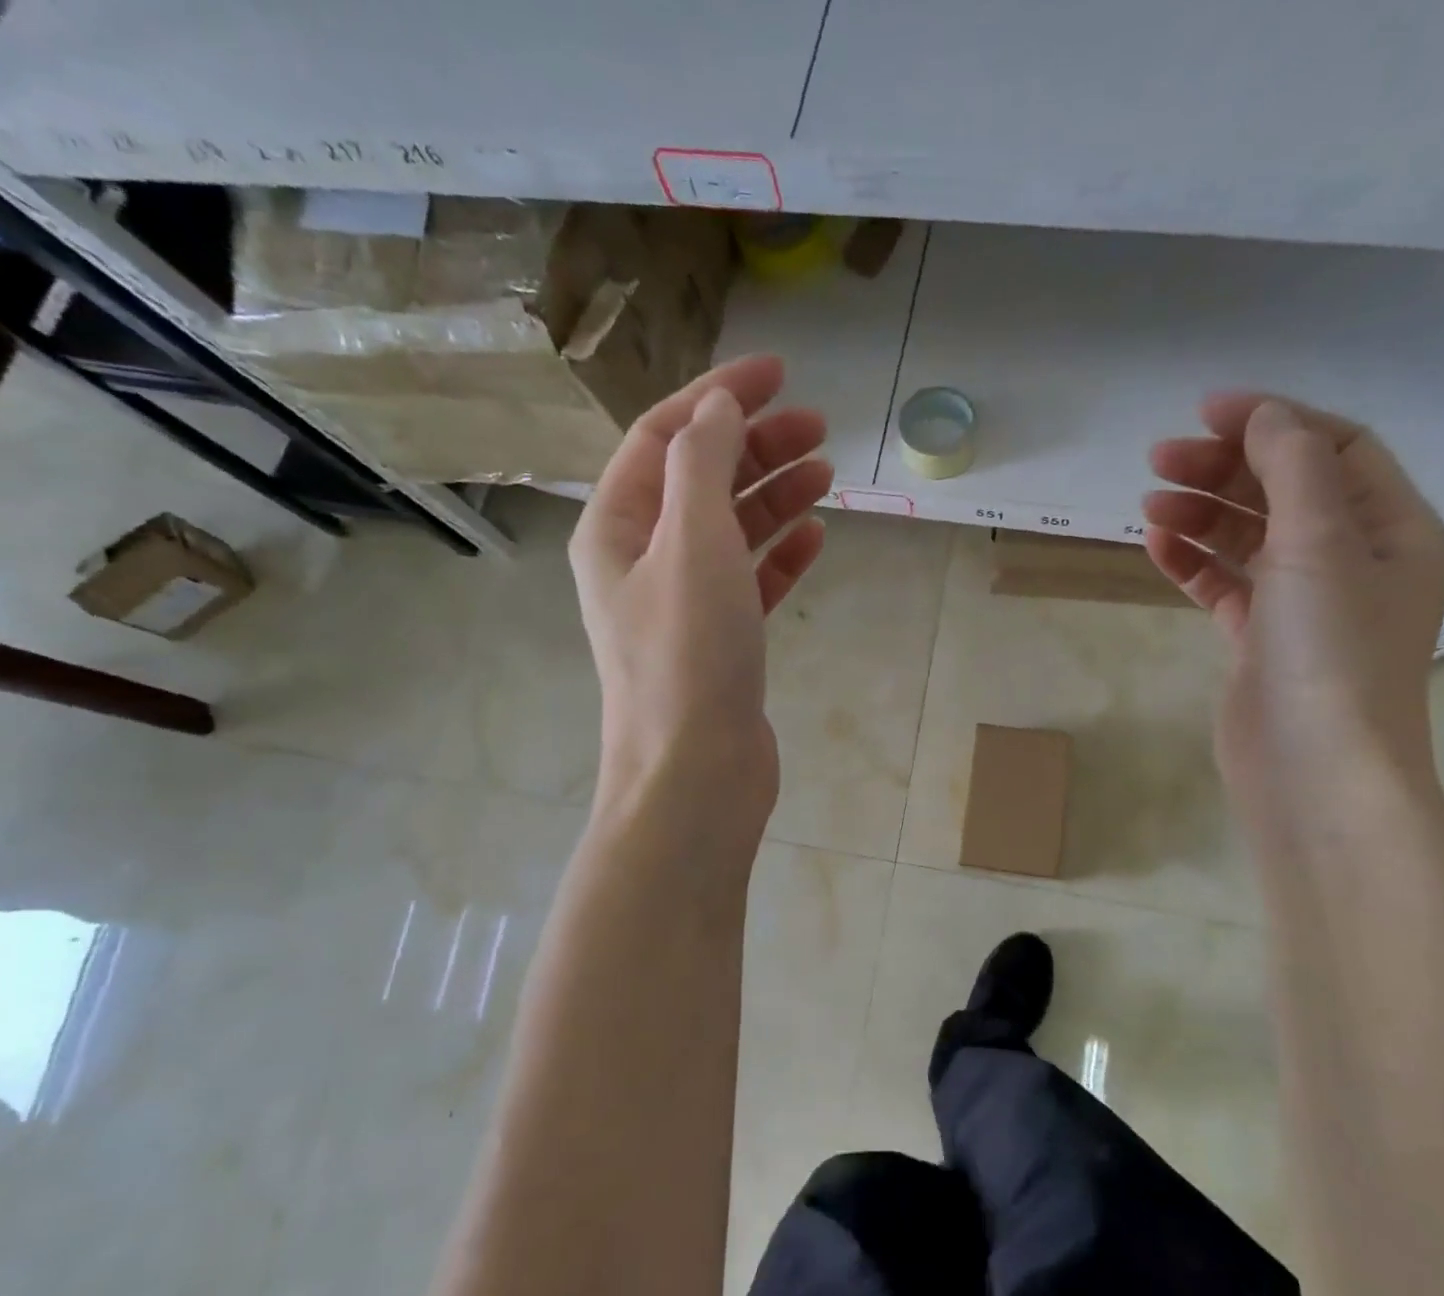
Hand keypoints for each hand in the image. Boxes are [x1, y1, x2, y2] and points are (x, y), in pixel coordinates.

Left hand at [569, 354, 831, 829]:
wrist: (696, 774)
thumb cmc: (688, 654)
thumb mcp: (692, 542)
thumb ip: (703, 463)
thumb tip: (718, 407)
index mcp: (617, 528)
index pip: (665, 437)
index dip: (719, 395)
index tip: (778, 372)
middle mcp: (643, 561)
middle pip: (701, 480)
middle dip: (756, 445)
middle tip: (819, 428)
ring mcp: (682, 604)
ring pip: (730, 530)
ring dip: (774, 496)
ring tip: (826, 473)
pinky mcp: (720, 642)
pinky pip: (751, 581)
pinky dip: (780, 555)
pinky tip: (815, 537)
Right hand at [1142, 394, 1443, 822]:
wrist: (1314, 771)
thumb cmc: (1330, 652)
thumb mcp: (1322, 544)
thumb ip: (1294, 468)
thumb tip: (1264, 417)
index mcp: (1390, 527)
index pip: (1333, 448)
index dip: (1272, 421)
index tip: (1204, 413)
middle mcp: (1352, 559)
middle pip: (1285, 490)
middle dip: (1224, 468)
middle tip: (1158, 462)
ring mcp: (1303, 604)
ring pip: (1249, 538)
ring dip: (1202, 514)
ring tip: (1150, 505)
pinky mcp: (1260, 641)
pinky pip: (1225, 586)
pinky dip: (1193, 563)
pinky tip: (1158, 548)